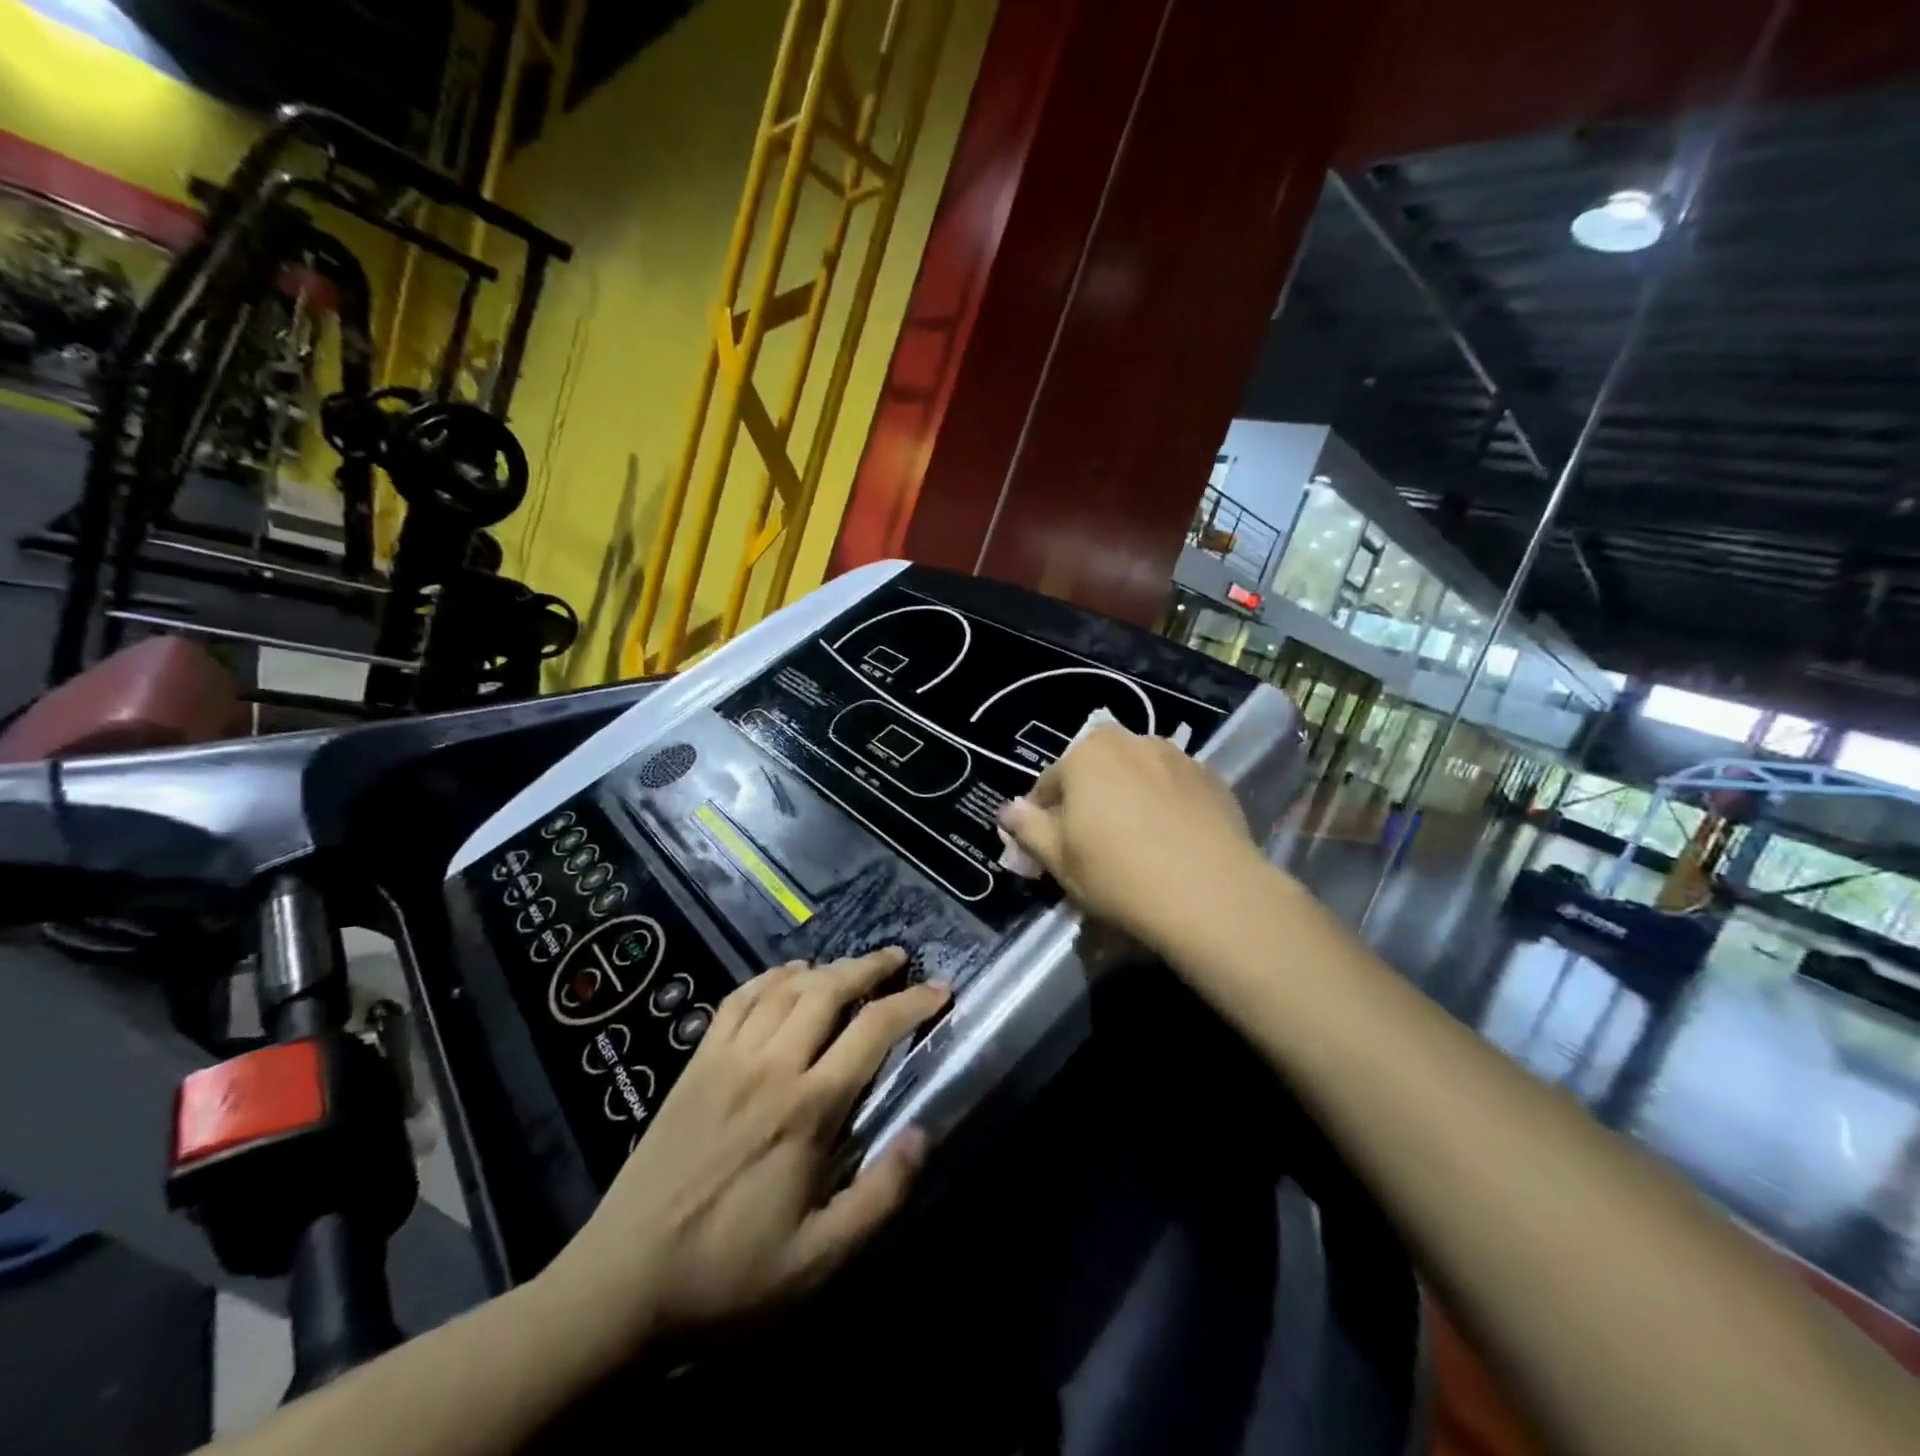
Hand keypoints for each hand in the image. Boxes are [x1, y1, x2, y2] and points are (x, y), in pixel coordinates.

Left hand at [540, 948, 947, 1353]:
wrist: (621, 1285)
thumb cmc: (727, 1277)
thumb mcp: (817, 1261)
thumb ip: (878, 1198)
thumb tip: (922, 1137)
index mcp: (807, 1109)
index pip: (873, 1031)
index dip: (913, 1003)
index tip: (940, 989)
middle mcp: (771, 1066)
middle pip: (829, 990)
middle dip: (870, 967)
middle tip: (898, 959)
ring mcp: (728, 1058)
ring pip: (786, 988)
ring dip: (825, 967)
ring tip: (852, 964)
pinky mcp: (696, 1063)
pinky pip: (737, 1000)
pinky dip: (769, 977)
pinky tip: (787, 975)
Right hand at [997, 724, 1259, 949]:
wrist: (1211, 894)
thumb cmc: (1119, 874)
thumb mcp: (1059, 860)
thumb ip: (1029, 828)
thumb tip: (1008, 810)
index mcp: (1086, 754)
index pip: (1049, 784)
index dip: (1043, 819)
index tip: (1049, 852)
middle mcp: (1131, 742)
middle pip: (1095, 772)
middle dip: (1088, 801)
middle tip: (1092, 846)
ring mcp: (1177, 757)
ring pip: (1136, 776)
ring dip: (1127, 799)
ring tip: (1136, 843)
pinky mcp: (1212, 779)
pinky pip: (1173, 789)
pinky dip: (1164, 806)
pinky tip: (1171, 842)